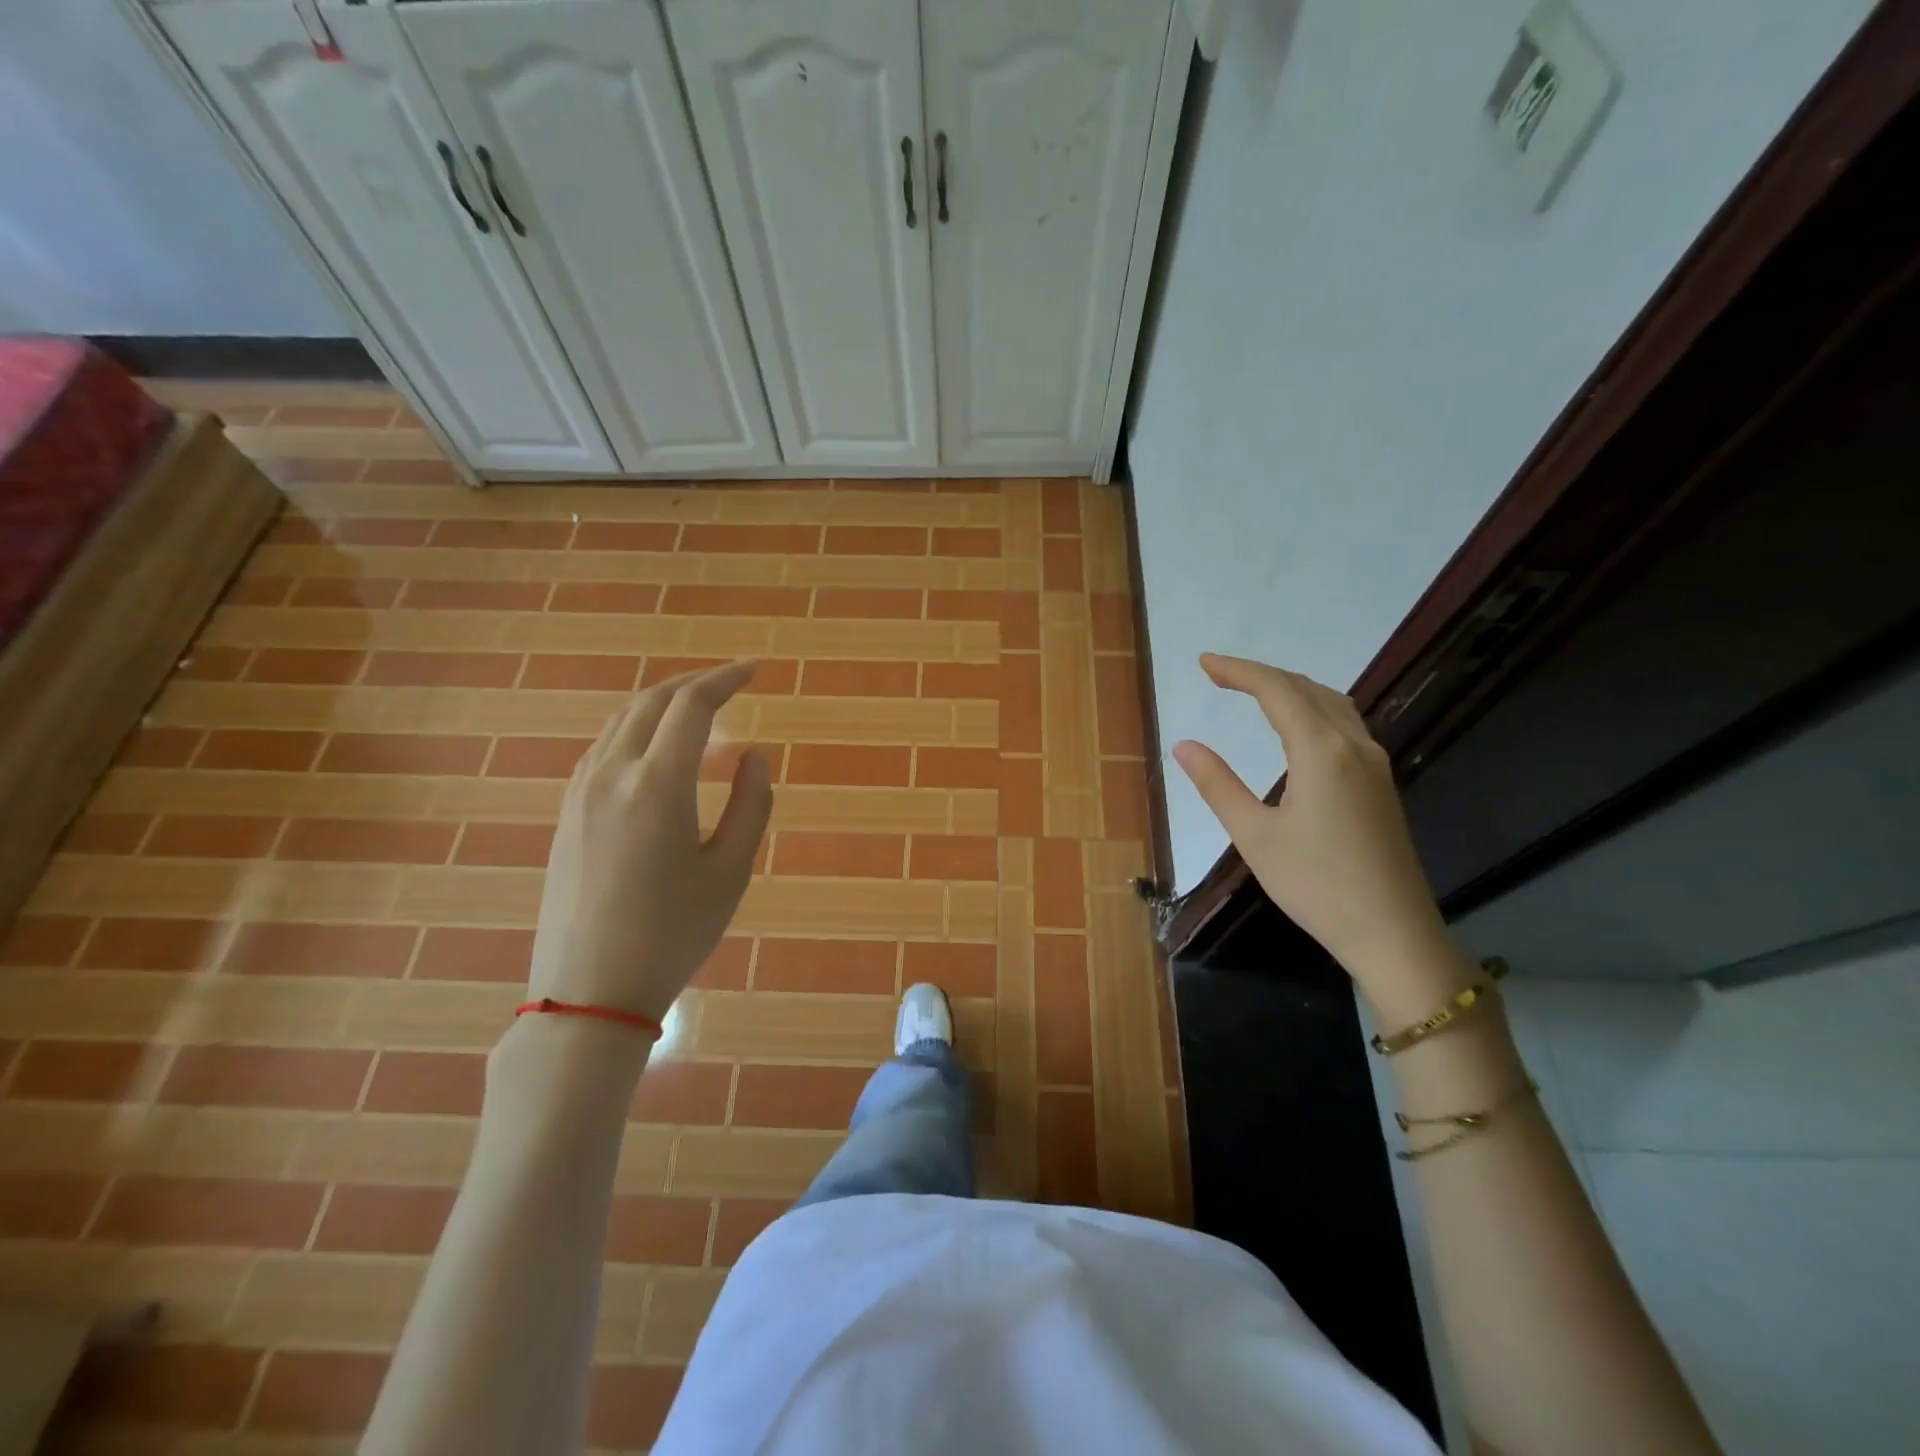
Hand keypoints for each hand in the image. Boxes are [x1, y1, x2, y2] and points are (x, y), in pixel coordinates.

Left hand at [526, 661, 771, 1023]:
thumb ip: (751, 805)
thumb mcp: (730, 872)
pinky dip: (636, 731)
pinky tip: (657, 754)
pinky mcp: (566, 813)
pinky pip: (603, 748)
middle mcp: (611, 773)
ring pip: (621, 721)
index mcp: (657, 784)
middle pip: (652, 702)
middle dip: (694, 683)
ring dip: (662, 705)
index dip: (726, 679)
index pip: (692, 706)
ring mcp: (580, 792)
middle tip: (731, 685)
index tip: (753, 670)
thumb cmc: (672, 934)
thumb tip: (753, 756)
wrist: (588, 992)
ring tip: (700, 716)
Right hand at [1171, 654, 1465, 1002]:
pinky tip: (1298, 726)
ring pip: (1331, 703)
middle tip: (1218, 674)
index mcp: (1321, 751)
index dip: (1239, 671)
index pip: (1276, 691)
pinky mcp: (1380, 783)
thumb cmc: (1315, 884)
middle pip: (1306, 689)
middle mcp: (1353, 745)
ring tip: (1254, 690)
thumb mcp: (1254, 835)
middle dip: (1261, 675)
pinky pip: (1345, 724)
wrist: (1392, 931)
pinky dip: (1313, 708)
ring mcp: (1373, 763)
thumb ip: (1218, 784)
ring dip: (1291, 688)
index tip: (1204, 663)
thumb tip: (1184, 745)